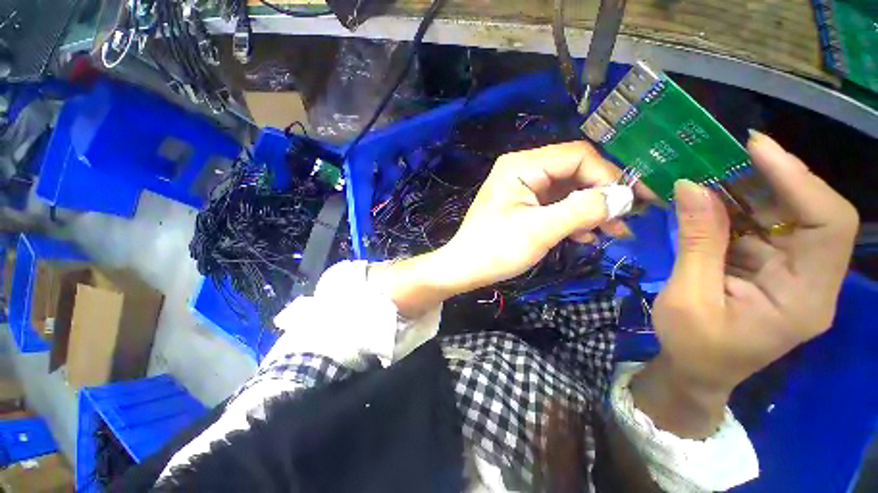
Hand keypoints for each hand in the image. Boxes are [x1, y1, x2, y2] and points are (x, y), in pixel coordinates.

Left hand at [377, 142, 640, 317]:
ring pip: (567, 191)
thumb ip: (583, 210)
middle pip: (574, 173)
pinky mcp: (523, 206)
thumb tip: (624, 198)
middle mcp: (523, 170)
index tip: (633, 202)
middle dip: (602, 196)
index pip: (578, 156)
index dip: (609, 176)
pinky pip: (555, 206)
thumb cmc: (496, 249)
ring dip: (591, 210)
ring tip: (613, 233)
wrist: (465, 269)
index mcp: (522, 166)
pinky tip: (585, 236)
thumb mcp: (540, 230)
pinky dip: (573, 219)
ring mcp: (522, 189)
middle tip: (627, 221)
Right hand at [632, 132, 858, 437]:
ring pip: (785, 216)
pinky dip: (736, 209)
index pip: (829, 226)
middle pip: (812, 213)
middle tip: (729, 154)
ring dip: (749, 190)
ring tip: (712, 172)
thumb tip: (692, 186)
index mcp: (805, 299)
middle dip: (773, 178)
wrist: (697, 370)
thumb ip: (697, 242)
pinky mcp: (774, 269)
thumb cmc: (693, 345)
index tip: (755, 149)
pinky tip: (710, 200)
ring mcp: (794, 274)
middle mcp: (812, 280)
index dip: (799, 180)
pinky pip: (762, 228)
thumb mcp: (688, 297)